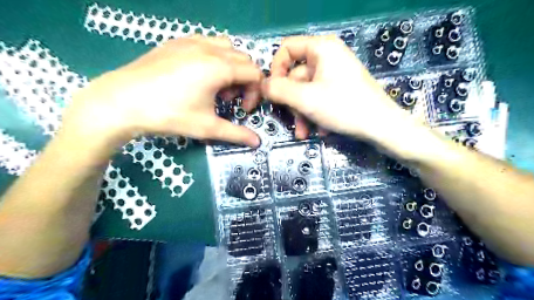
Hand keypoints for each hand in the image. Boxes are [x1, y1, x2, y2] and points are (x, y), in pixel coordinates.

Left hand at [63, 36, 261, 147]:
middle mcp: (209, 48)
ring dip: (231, 67)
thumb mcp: (207, 127)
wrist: (121, 102)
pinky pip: (207, 43)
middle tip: (229, 100)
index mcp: (219, 67)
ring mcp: (191, 41)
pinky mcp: (176, 42)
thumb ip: (236, 133)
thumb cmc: (168, 114)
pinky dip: (214, 57)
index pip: (254, 73)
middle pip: (244, 59)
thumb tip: (257, 142)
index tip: (243, 109)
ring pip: (227, 48)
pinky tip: (200, 75)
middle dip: (244, 81)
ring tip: (216, 86)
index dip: (255, 93)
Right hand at [262, 35, 411, 140]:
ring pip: (306, 92)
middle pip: (296, 76)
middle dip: (292, 102)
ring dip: (302, 113)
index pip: (286, 49)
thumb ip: (278, 90)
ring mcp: (335, 74)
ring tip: (305, 132)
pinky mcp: (341, 89)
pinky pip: (319, 98)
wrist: (382, 127)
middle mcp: (328, 57)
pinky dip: (315, 114)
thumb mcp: (305, 99)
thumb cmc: (343, 107)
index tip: (273, 91)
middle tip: (293, 120)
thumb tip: (262, 85)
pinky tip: (321, 129)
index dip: (275, 70)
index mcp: (321, 48)